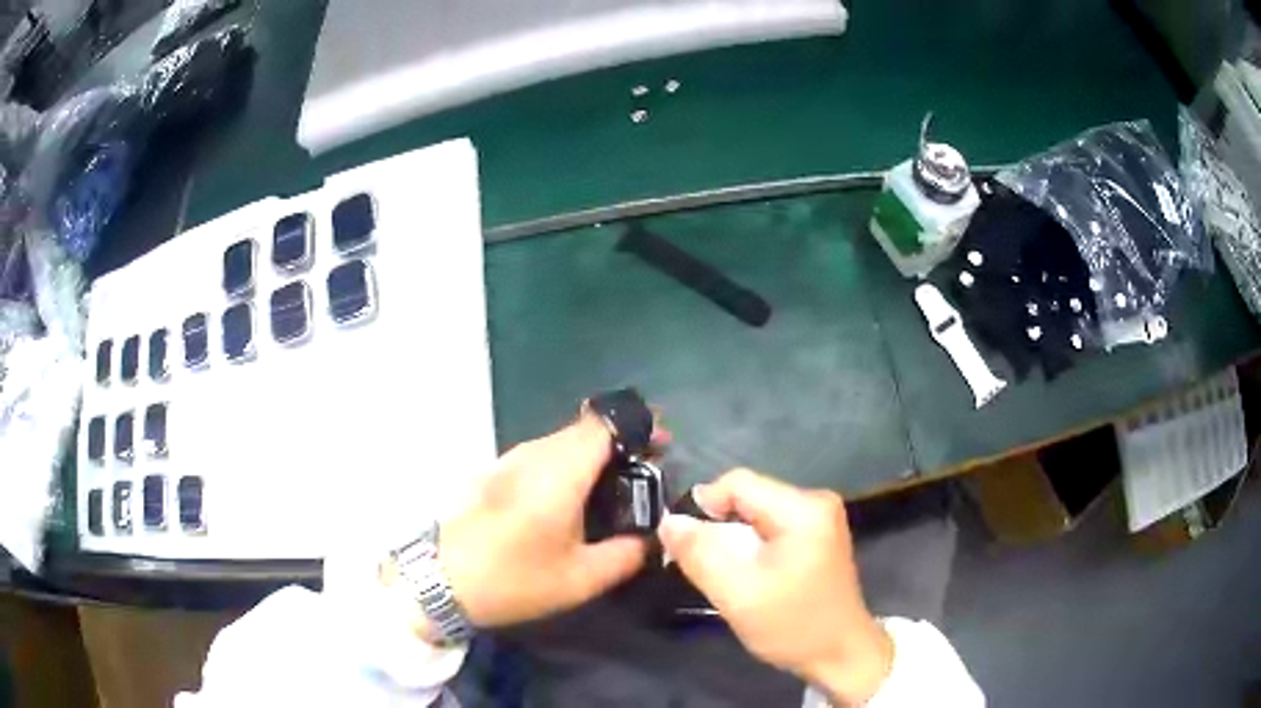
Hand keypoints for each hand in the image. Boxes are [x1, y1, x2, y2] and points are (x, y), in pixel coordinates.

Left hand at [438, 414, 655, 627]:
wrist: (441, 580)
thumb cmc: (513, 579)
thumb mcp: (580, 579)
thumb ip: (626, 555)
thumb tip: (652, 540)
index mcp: (560, 471)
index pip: (605, 424)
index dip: (639, 427)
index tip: (663, 447)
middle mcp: (535, 453)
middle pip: (587, 429)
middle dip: (621, 444)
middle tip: (646, 476)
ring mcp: (511, 459)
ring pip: (564, 441)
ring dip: (594, 455)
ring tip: (615, 490)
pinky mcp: (497, 471)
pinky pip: (544, 455)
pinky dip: (569, 466)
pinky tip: (574, 501)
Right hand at [659, 469, 893, 705]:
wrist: (841, 656)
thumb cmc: (793, 625)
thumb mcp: (738, 594)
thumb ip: (699, 554)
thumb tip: (668, 520)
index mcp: (803, 508)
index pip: (737, 483)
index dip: (702, 507)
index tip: (683, 544)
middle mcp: (815, 502)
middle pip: (748, 498)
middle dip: (718, 528)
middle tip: (702, 566)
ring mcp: (819, 520)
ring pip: (756, 515)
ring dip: (732, 540)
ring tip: (724, 574)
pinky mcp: (817, 537)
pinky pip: (770, 529)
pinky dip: (750, 548)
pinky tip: (747, 576)